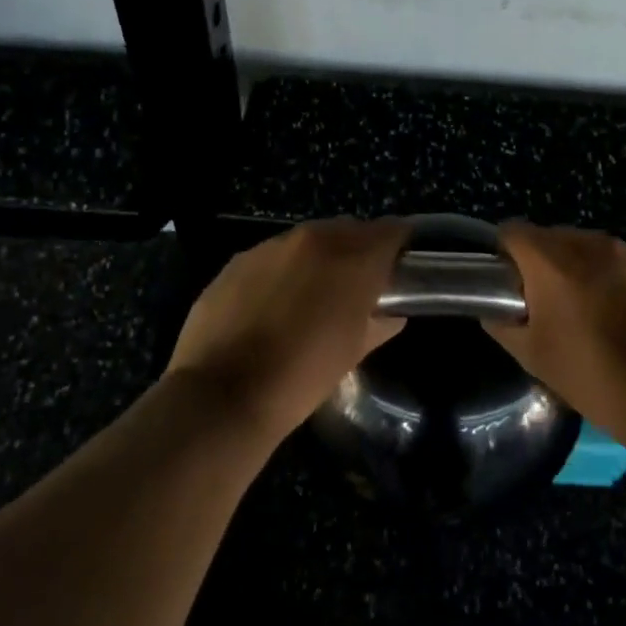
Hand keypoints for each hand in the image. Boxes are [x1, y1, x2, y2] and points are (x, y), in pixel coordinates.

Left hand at [165, 218, 408, 442]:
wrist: (224, 396)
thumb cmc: (304, 376)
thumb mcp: (353, 352)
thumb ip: (379, 323)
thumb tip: (390, 314)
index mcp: (351, 258)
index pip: (391, 231)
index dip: (400, 245)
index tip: (402, 264)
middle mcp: (312, 239)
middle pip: (348, 229)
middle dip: (359, 249)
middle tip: (360, 283)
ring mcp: (270, 247)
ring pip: (307, 240)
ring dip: (318, 259)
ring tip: (313, 295)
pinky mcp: (236, 262)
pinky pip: (271, 257)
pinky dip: (282, 271)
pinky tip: (274, 304)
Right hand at [488, 222, 625, 446]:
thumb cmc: (592, 376)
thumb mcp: (533, 356)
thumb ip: (502, 324)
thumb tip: (493, 310)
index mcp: (551, 260)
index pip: (511, 232)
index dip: (502, 255)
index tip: (505, 284)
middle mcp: (588, 243)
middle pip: (548, 237)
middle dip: (538, 263)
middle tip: (541, 303)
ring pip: (583, 247)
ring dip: (573, 268)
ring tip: (580, 309)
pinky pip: (614, 261)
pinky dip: (605, 277)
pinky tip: (614, 314)